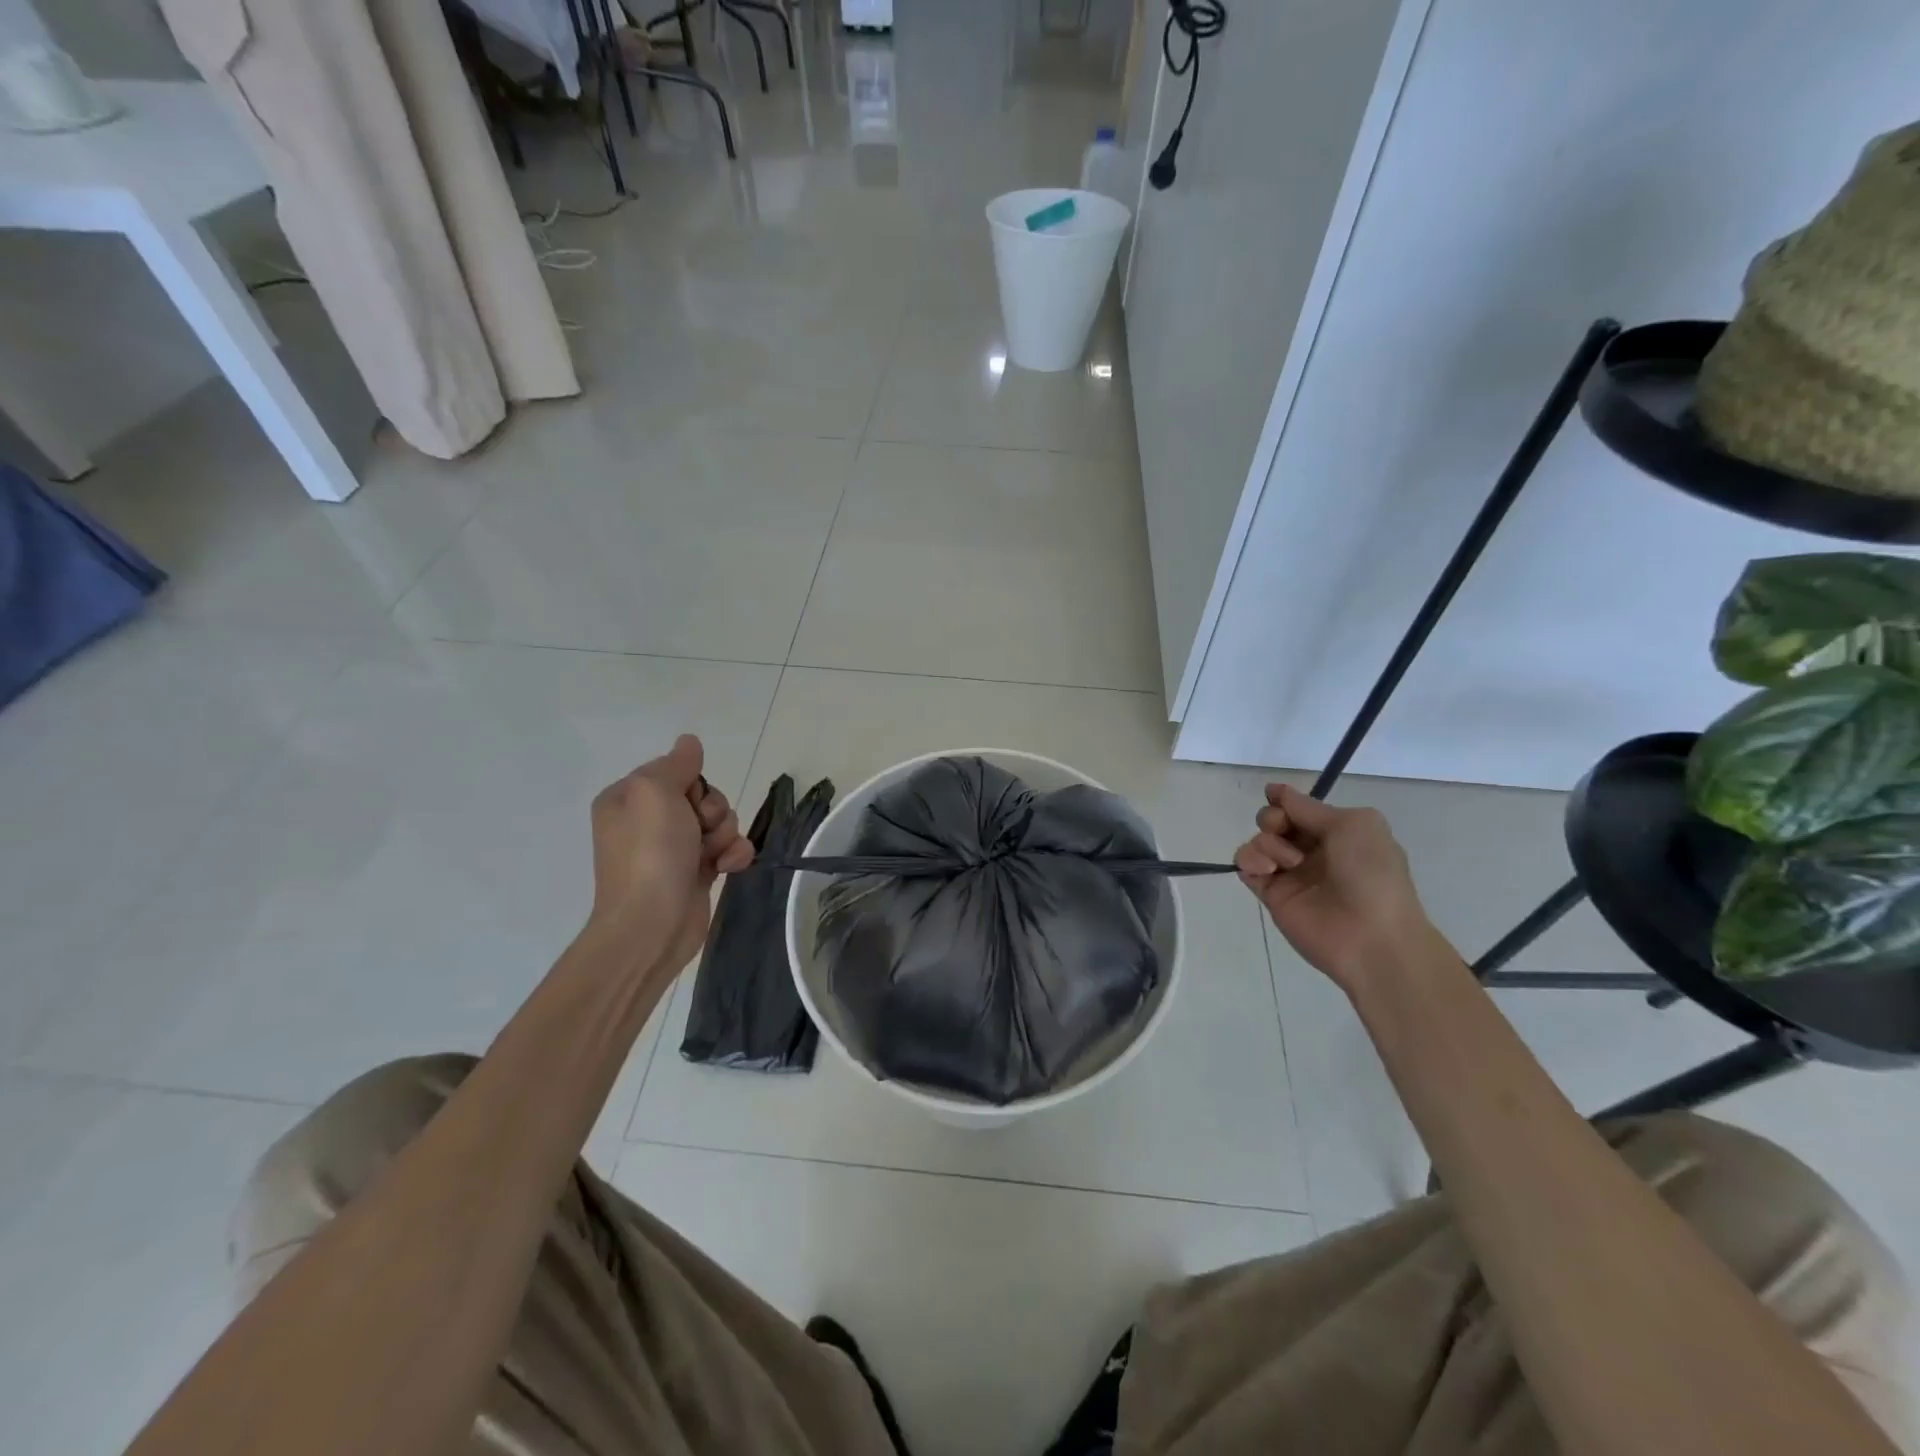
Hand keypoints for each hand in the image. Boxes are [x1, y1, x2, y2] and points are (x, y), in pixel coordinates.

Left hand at [586, 735, 753, 979]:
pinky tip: (728, 868)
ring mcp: (673, 849)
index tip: (687, 800)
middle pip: (702, 795)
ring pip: (719, 821)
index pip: (675, 771)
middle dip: (713, 810)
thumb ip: (676, 764)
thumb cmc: (650, 854)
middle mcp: (648, 821)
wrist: (652, 925)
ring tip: (713, 854)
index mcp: (628, 798)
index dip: (692, 783)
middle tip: (701, 829)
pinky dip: (734, 855)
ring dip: (726, 834)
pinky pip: (727, 849)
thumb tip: (689, 742)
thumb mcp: (655, 792)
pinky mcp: (696, 872)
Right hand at [1234, 783, 1436, 988]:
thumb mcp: (1353, 824)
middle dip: (1272, 818)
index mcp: (1338, 833)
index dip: (1284, 800)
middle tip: (1281, 829)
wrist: (1372, 936)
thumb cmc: (1371, 873)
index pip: (1299, 808)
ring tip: (1285, 862)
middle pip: (1274, 821)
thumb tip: (1275, 790)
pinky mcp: (1271, 895)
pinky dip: (1249, 861)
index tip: (1274, 797)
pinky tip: (1266, 870)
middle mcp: (1312, 851)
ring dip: (1266, 843)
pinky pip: (1247, 867)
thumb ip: (1308, 807)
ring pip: (1258, 841)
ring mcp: (1290, 874)